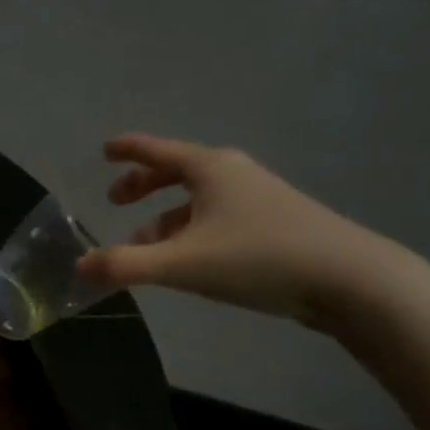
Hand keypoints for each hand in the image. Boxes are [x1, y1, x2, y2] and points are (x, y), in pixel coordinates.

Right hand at [74, 134, 410, 329]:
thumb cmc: (257, 258)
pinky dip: (190, 232)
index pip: (157, 151)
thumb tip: (80, 267)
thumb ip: (125, 265)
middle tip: (116, 201)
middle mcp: (233, 176)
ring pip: (197, 201)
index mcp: (210, 169)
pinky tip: (186, 260)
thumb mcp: (181, 264)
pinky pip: (216, 219)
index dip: (128, 150)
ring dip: (164, 218)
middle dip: (143, 186)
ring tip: (142, 244)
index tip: (105, 149)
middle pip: (177, 172)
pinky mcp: (273, 226)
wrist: (349, 280)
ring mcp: (258, 200)